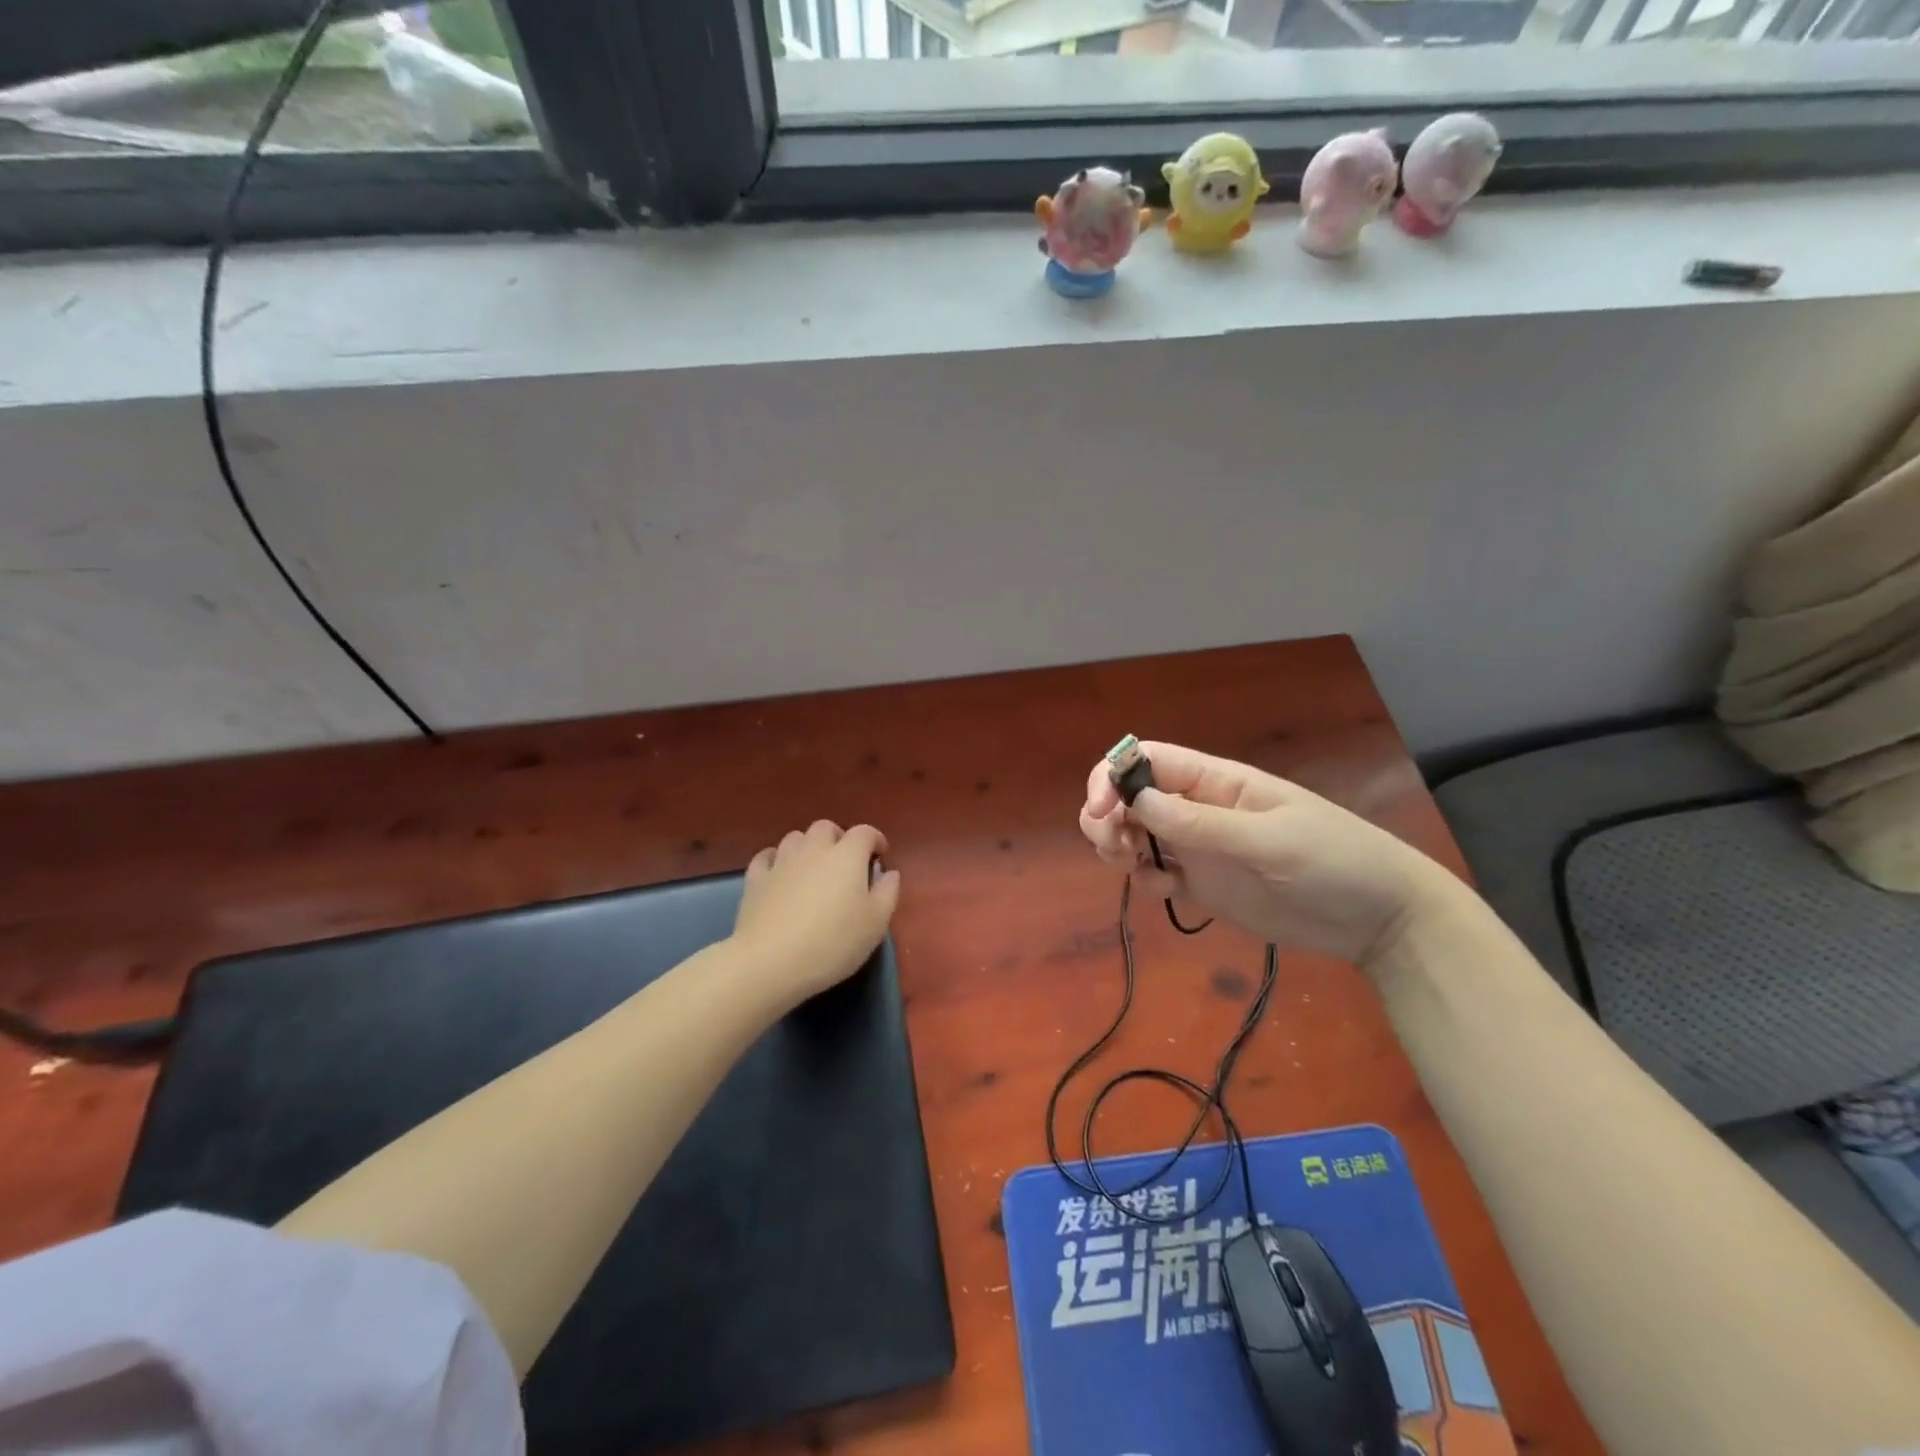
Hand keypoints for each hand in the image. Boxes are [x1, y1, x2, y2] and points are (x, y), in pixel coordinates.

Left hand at [733, 820, 900, 1003]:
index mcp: (847, 856)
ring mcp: (781, 862)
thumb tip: (889, 873)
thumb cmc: (833, 943)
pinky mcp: (756, 879)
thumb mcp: (875, 924)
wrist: (771, 962)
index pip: (865, 832)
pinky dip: (776, 860)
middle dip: (838, 838)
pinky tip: (780, 874)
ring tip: (813, 869)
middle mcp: (814, 849)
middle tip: (845, 862)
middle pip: (826, 828)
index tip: (880, 856)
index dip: (875, 840)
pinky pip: (767, 857)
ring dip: (807, 846)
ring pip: (795, 838)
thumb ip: (887, 893)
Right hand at [1079, 741, 1454, 971]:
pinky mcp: (1202, 884)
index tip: (1101, 810)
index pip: (1149, 760)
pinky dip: (1145, 879)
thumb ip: (1201, 823)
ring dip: (1118, 845)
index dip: (1114, 775)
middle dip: (1107, 815)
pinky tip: (1164, 891)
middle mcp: (1198, 808)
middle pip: (1130, 797)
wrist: (1379, 919)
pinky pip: (1156, 873)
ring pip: (1135, 833)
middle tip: (1113, 847)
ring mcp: (1198, 847)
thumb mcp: (1269, 839)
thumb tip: (1135, 800)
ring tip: (1134, 868)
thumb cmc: (1334, 860)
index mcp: (1216, 781)